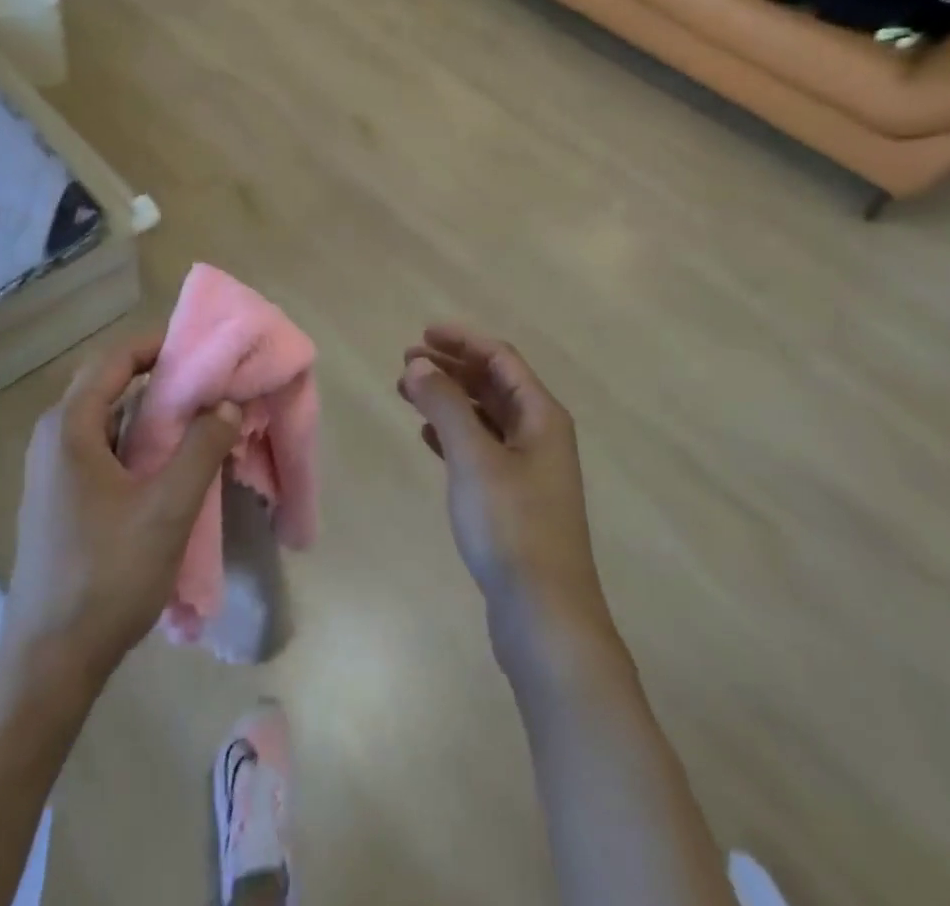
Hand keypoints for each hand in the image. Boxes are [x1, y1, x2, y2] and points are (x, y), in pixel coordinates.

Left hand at [1, 334, 241, 686]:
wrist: (50, 662)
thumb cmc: (108, 575)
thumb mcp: (168, 508)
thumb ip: (202, 448)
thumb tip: (226, 403)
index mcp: (68, 428)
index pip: (114, 360)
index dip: (157, 345)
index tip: (201, 347)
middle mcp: (52, 439)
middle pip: (106, 384)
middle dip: (156, 376)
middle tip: (205, 380)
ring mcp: (51, 472)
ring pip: (105, 419)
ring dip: (148, 411)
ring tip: (196, 416)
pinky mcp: (58, 499)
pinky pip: (100, 448)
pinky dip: (135, 440)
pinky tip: (168, 462)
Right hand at [399, 326, 612, 666]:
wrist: (544, 616)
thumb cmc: (510, 526)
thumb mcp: (473, 456)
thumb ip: (444, 404)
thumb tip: (419, 364)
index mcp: (541, 416)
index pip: (500, 358)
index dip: (462, 340)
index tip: (422, 334)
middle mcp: (540, 435)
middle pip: (493, 384)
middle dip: (451, 367)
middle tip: (405, 362)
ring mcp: (529, 469)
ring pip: (485, 416)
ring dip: (449, 399)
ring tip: (407, 393)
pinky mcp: (514, 499)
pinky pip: (481, 448)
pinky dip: (454, 433)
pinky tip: (428, 436)